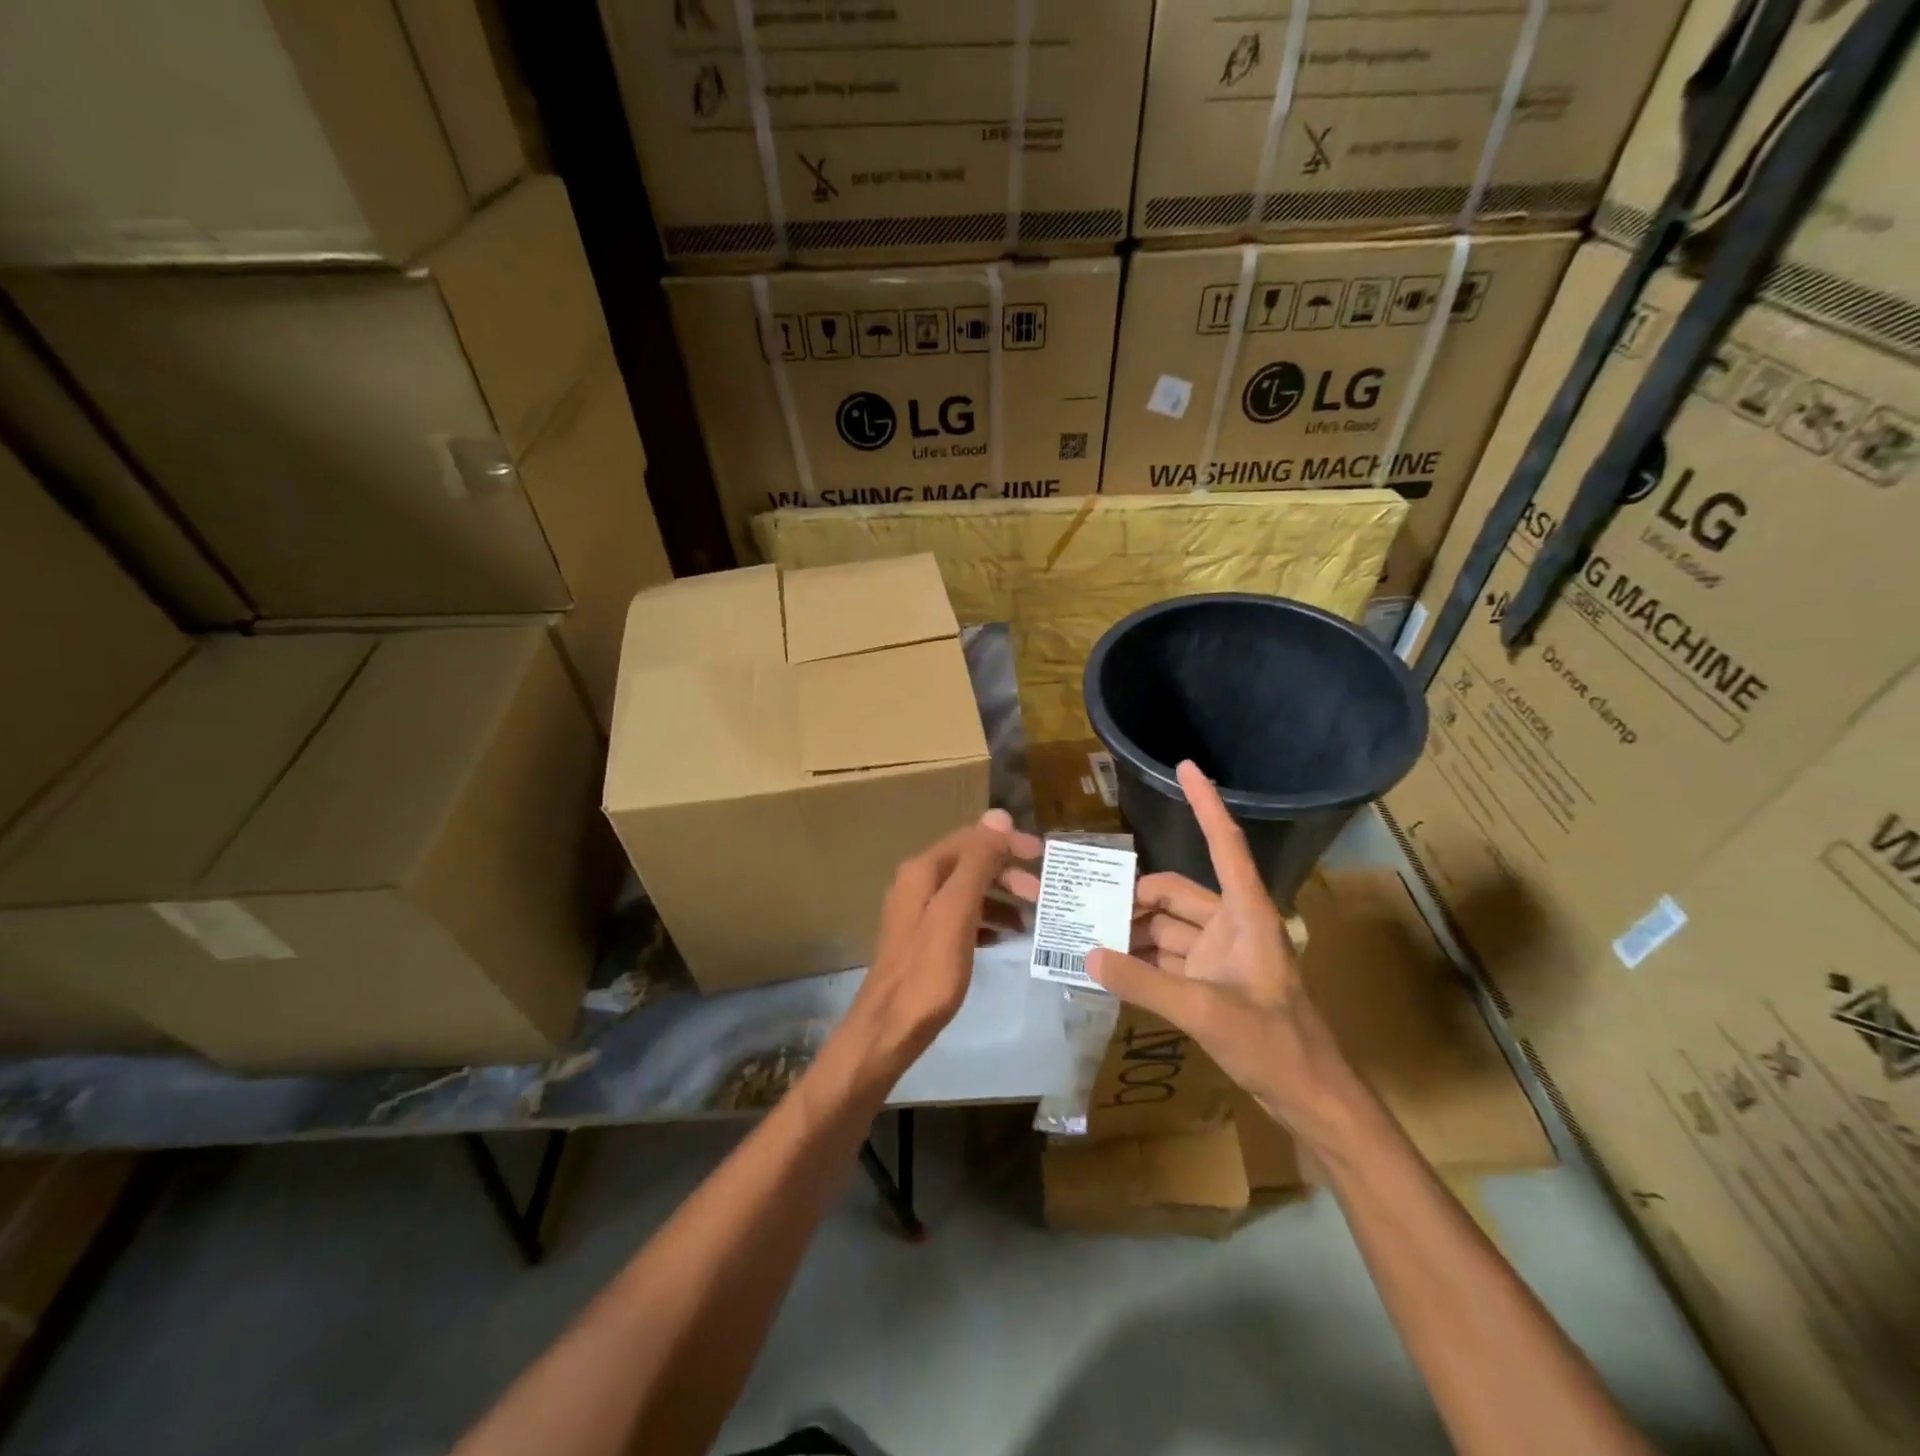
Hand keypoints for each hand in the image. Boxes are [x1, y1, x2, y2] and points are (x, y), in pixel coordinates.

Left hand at [838, 810, 1030, 1082]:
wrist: (889, 1029)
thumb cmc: (927, 971)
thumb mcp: (957, 911)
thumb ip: (977, 863)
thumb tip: (999, 816)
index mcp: (922, 871)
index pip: (971, 839)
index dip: (1007, 842)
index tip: (1042, 856)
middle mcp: (918, 884)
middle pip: (970, 864)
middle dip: (1007, 873)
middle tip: (1041, 895)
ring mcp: (919, 913)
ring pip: (968, 892)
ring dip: (1001, 898)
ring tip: (1031, 919)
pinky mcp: (925, 940)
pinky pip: (963, 918)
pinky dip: (987, 920)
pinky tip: (1005, 937)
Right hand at [1022, 762, 1365, 1151]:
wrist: (1311, 1098)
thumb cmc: (1275, 1046)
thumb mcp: (1206, 1013)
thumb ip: (1145, 983)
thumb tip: (1088, 954)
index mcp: (1246, 915)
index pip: (1224, 844)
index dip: (1206, 803)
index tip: (1186, 765)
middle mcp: (1231, 925)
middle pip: (1174, 893)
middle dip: (1131, 897)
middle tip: (1083, 905)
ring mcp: (1220, 955)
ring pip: (1166, 926)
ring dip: (1131, 930)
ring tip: (1084, 935)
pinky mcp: (1211, 981)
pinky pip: (1166, 956)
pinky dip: (1139, 958)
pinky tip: (1107, 965)